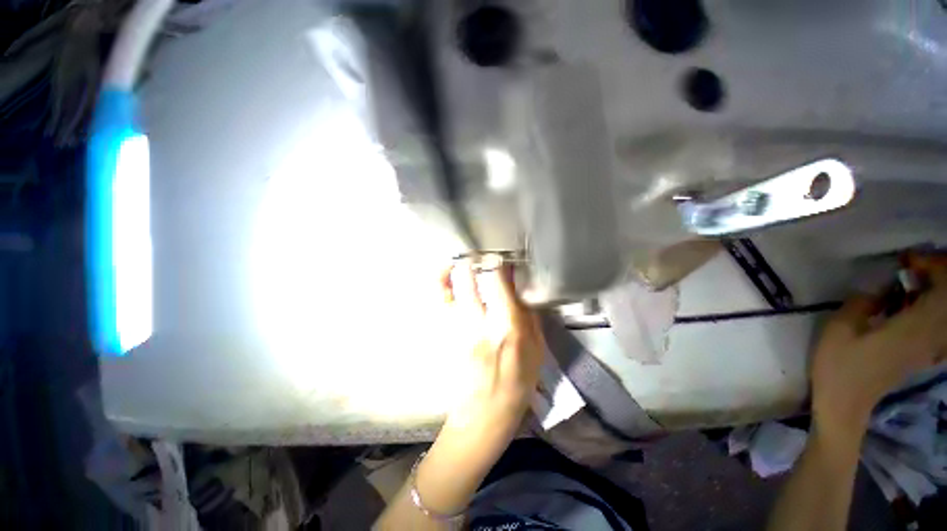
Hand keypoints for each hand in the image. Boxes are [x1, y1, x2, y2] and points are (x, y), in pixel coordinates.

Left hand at [440, 256, 544, 430]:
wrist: (486, 412)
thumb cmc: (518, 382)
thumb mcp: (537, 349)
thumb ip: (529, 314)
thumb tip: (520, 288)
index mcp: (508, 327)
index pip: (498, 282)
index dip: (497, 263)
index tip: (502, 257)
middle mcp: (479, 323)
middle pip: (467, 278)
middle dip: (471, 260)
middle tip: (478, 255)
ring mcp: (457, 328)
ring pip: (445, 288)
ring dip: (451, 269)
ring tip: (459, 262)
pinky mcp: (445, 335)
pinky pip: (437, 303)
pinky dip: (439, 285)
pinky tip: (445, 278)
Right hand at [811, 257, 946, 440]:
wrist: (846, 404)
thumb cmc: (838, 366)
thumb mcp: (839, 329)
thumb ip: (862, 303)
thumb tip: (881, 288)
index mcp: (912, 329)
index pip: (941, 289)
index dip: (930, 266)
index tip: (906, 259)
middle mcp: (928, 336)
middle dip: (934, 274)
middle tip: (908, 266)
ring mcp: (927, 347)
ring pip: (945, 311)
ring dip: (933, 290)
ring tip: (907, 283)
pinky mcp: (922, 353)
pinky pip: (938, 323)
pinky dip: (930, 307)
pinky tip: (908, 305)